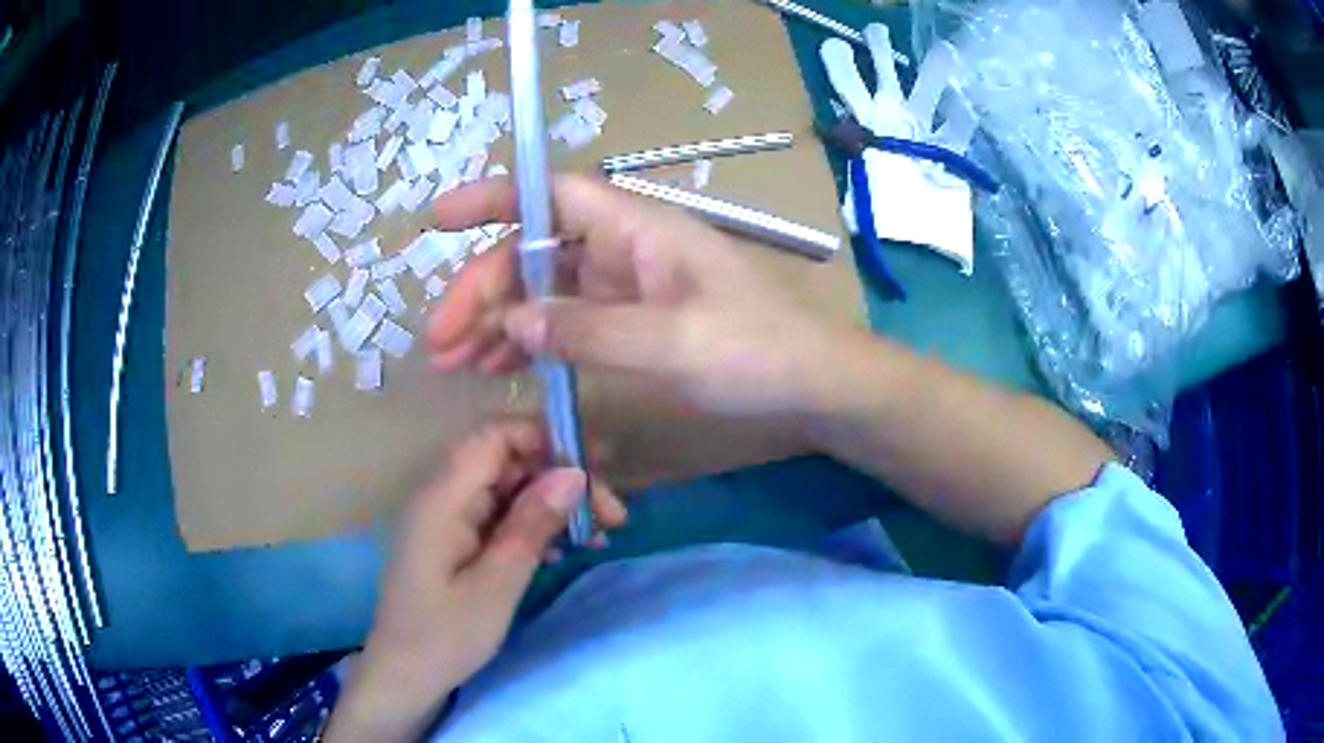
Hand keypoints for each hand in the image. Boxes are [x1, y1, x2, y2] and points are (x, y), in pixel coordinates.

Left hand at [324, 419, 625, 742]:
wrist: (405, 673)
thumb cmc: (445, 635)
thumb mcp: (496, 586)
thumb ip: (531, 526)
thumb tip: (573, 474)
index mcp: (444, 497)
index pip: (495, 435)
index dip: (546, 438)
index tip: (595, 469)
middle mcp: (444, 495)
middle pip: (509, 460)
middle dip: (562, 478)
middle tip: (612, 516)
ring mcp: (450, 517)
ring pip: (510, 488)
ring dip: (555, 504)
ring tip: (598, 535)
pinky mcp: (457, 538)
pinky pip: (501, 515)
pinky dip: (535, 526)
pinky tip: (562, 552)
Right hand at [427, 174, 845, 422]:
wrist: (811, 385)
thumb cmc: (756, 351)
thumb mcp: (671, 342)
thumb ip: (587, 330)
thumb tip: (512, 323)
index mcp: (636, 228)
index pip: (551, 194)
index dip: (493, 198)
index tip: (439, 220)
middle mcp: (624, 248)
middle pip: (534, 251)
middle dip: (482, 290)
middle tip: (441, 344)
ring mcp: (626, 287)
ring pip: (543, 290)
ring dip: (497, 321)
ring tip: (457, 364)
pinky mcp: (631, 322)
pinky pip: (566, 321)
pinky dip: (530, 342)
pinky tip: (501, 367)